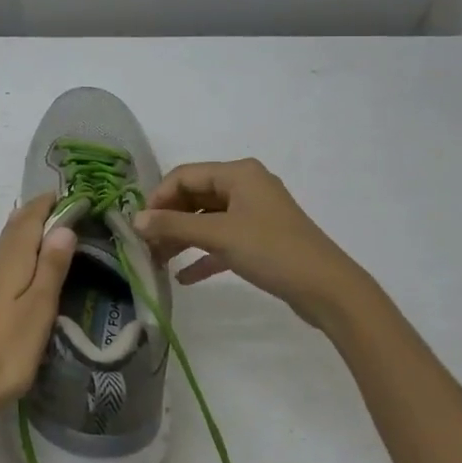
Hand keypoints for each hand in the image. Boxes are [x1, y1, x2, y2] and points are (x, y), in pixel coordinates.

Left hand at [0, 194, 75, 430]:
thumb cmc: (6, 351)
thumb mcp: (38, 309)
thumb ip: (51, 267)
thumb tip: (63, 227)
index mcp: (9, 263)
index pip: (27, 221)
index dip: (45, 205)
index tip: (65, 194)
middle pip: (12, 231)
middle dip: (33, 215)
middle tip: (56, 207)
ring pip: (4, 249)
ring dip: (23, 235)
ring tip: (44, 234)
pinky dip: (14, 257)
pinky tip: (19, 273)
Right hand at [133, 159, 366, 328]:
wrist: (327, 289)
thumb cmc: (271, 250)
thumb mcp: (219, 236)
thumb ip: (173, 226)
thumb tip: (134, 220)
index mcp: (238, 173)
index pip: (185, 175)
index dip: (158, 197)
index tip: (139, 225)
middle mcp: (245, 186)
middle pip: (194, 196)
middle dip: (168, 219)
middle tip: (145, 245)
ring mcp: (254, 213)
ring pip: (207, 219)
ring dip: (182, 238)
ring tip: (158, 261)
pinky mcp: (260, 239)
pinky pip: (223, 240)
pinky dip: (203, 255)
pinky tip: (184, 277)